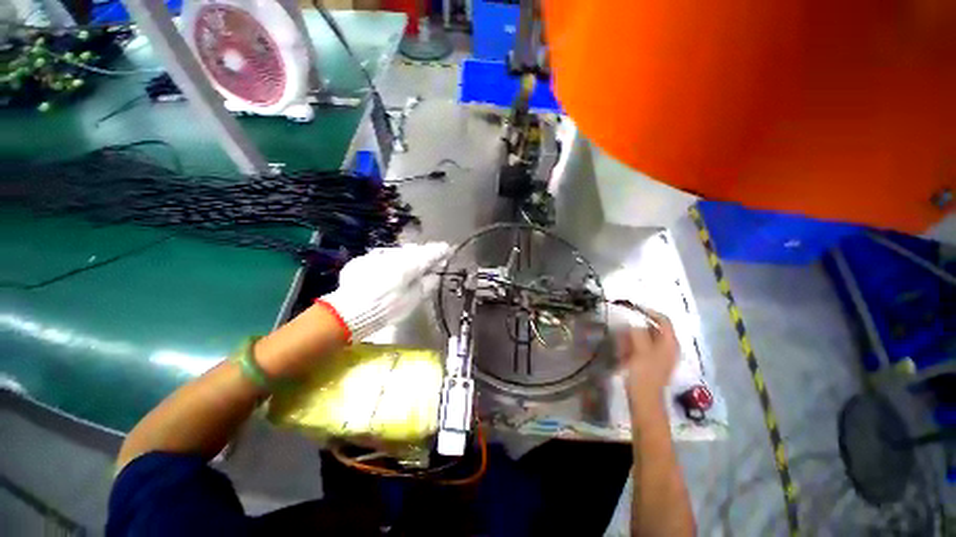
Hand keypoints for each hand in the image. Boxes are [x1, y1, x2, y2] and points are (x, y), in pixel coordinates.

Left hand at [320, 242, 449, 341]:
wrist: (349, 312)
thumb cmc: (387, 308)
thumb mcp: (413, 300)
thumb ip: (426, 285)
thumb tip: (434, 275)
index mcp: (410, 265)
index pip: (430, 253)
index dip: (441, 251)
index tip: (447, 249)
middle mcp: (394, 256)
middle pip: (414, 250)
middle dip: (422, 253)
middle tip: (429, 259)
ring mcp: (377, 256)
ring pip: (397, 252)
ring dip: (405, 256)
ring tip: (407, 265)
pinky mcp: (362, 260)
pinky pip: (380, 258)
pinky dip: (387, 262)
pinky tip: (385, 272)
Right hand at [611, 305, 678, 407]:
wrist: (645, 399)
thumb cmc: (644, 373)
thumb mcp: (640, 350)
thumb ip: (638, 332)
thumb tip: (632, 320)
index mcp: (669, 343)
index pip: (663, 320)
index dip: (649, 312)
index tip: (632, 308)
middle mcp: (668, 347)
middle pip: (654, 328)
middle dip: (637, 325)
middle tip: (622, 325)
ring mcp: (660, 356)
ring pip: (646, 338)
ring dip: (632, 335)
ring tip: (620, 338)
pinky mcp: (652, 362)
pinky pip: (642, 347)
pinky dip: (632, 345)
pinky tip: (622, 350)